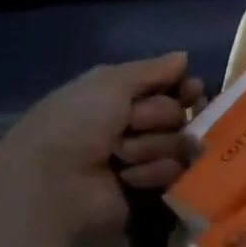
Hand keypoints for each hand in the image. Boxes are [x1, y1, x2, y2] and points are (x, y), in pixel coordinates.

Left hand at [0, 55, 204, 234]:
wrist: (53, 183)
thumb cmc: (75, 124)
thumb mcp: (109, 83)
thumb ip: (151, 70)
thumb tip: (184, 57)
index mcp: (120, 98)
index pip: (170, 87)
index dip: (184, 89)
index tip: (191, 90)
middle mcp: (134, 126)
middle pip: (179, 114)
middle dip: (160, 117)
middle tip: (133, 124)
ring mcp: (143, 159)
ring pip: (180, 143)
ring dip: (153, 146)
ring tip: (122, 156)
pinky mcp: (150, 189)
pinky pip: (174, 172)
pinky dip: (152, 171)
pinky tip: (127, 177)